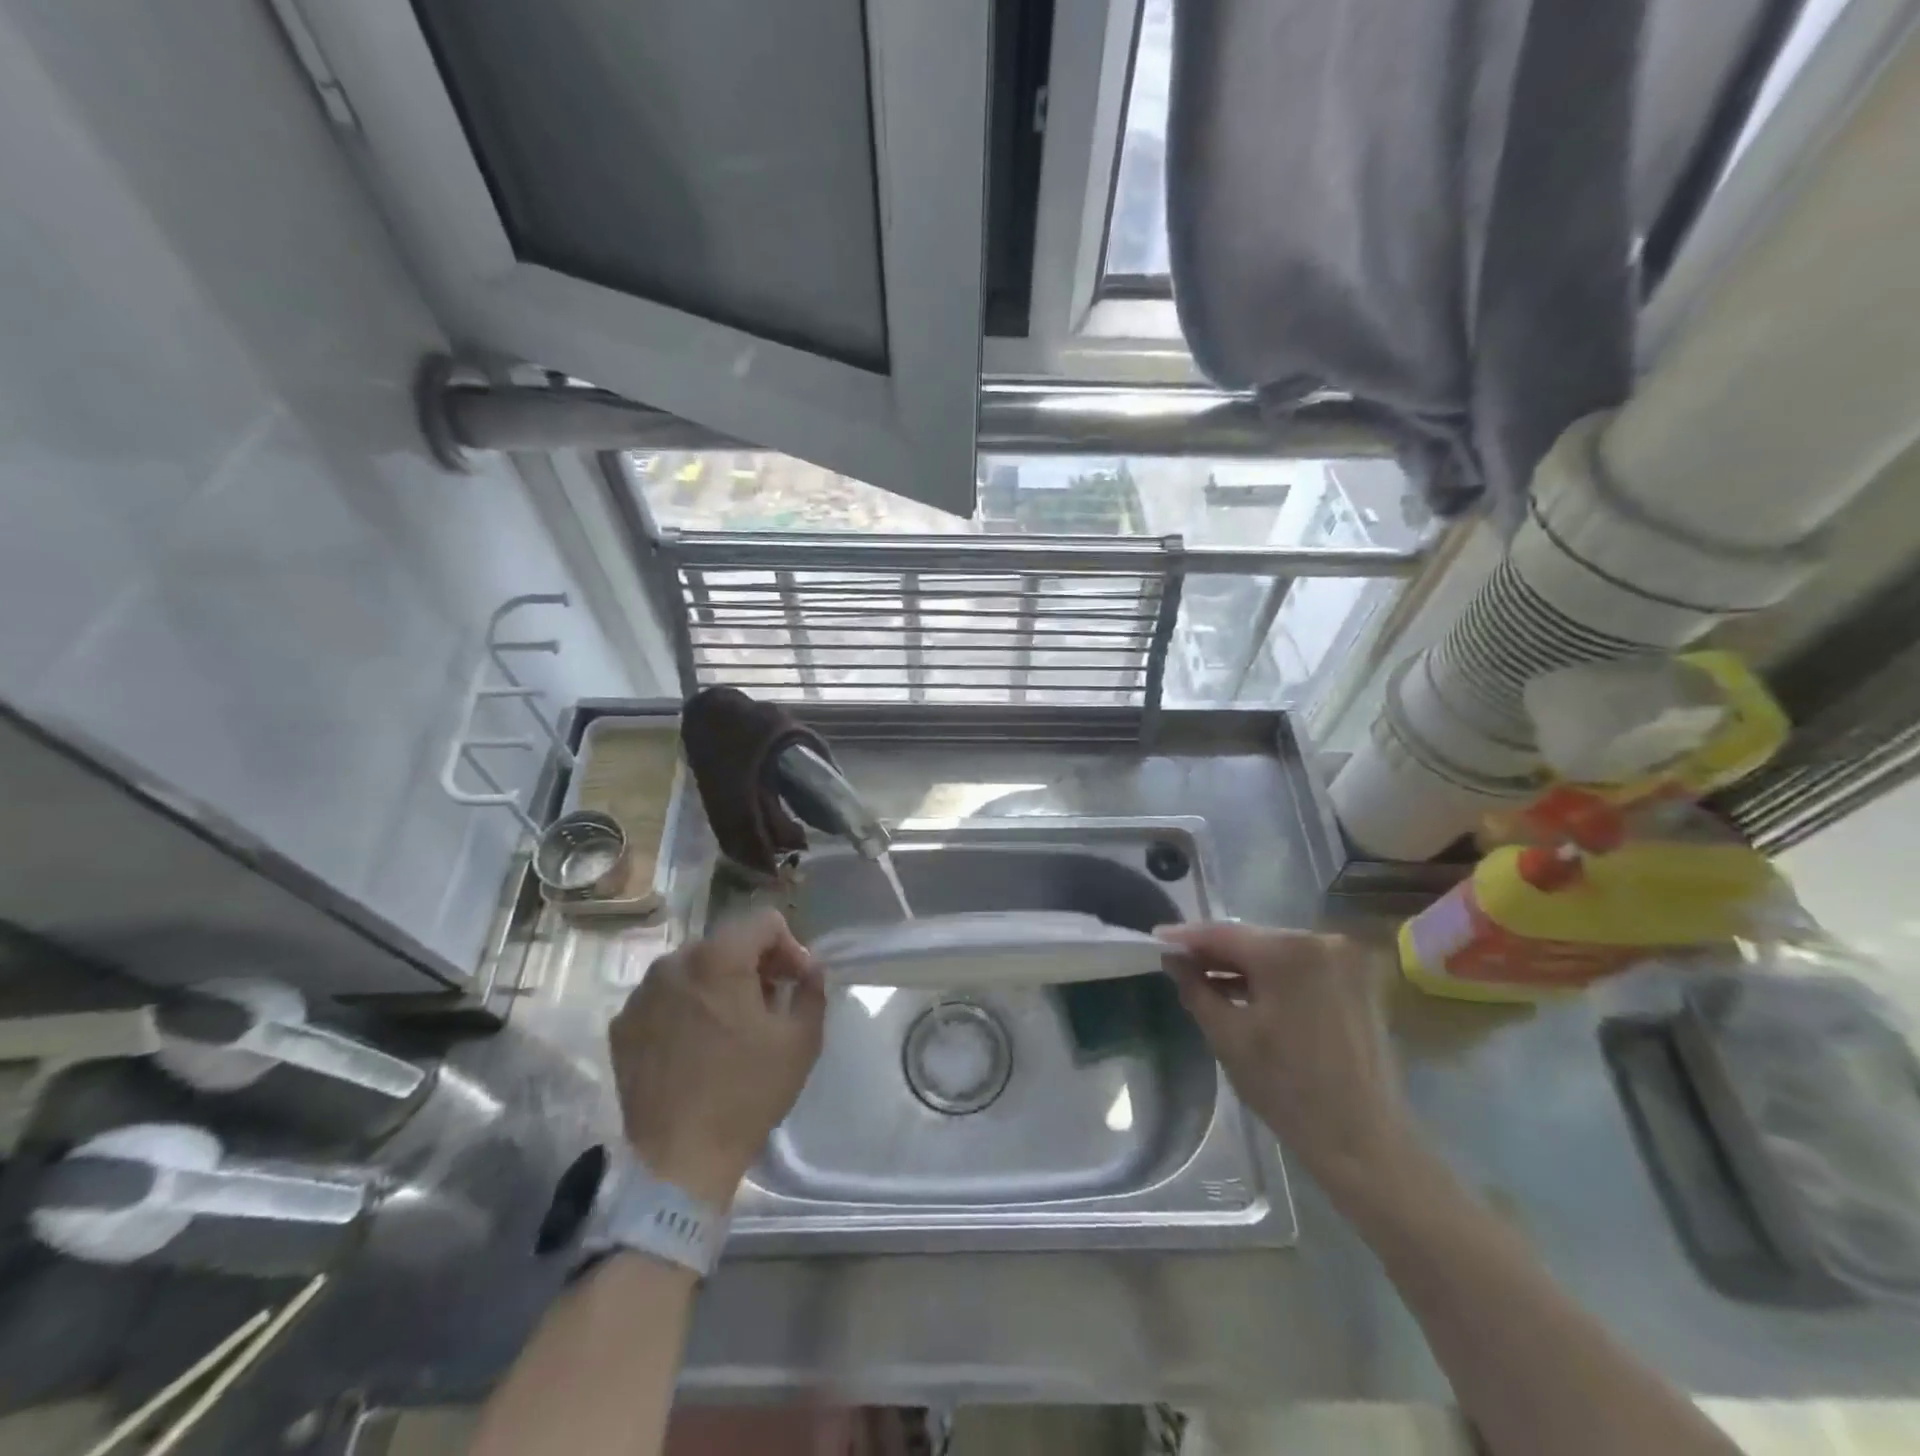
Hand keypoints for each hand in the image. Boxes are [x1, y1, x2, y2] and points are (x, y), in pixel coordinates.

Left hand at [610, 908, 825, 1207]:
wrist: (678, 1160)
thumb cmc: (746, 1094)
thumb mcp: (801, 1040)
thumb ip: (812, 990)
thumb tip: (810, 969)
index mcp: (719, 958)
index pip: (764, 922)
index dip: (789, 947)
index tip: (796, 983)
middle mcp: (673, 963)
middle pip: (726, 943)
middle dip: (754, 965)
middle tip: (769, 1003)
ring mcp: (641, 995)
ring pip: (693, 969)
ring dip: (719, 984)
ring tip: (732, 1025)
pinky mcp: (621, 1026)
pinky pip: (664, 997)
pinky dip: (686, 1007)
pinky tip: (697, 1045)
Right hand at [1159, 922, 1415, 1198]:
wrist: (1363, 1142)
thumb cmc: (1288, 1090)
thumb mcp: (1228, 1037)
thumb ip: (1195, 988)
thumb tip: (1172, 959)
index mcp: (1290, 952)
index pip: (1224, 933)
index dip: (1186, 936)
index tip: (1156, 937)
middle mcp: (1323, 942)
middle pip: (1253, 939)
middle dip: (1214, 951)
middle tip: (1178, 960)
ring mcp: (1346, 961)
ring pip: (1276, 951)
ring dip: (1243, 964)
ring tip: (1205, 977)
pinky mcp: (1358, 981)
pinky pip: (1301, 966)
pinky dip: (1272, 976)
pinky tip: (1245, 990)